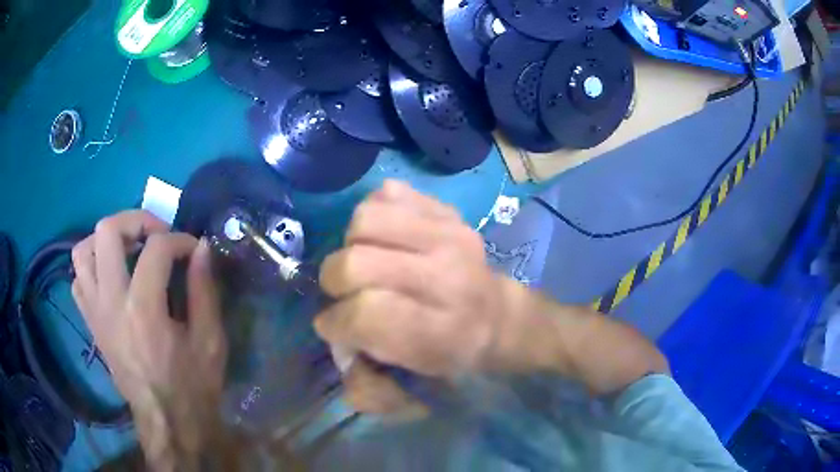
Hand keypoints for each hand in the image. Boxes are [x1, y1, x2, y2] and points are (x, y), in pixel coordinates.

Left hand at [71, 210, 227, 467]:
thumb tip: (201, 248)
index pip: (156, 248)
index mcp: (143, 309)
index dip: (179, 239)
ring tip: (128, 250)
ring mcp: (95, 312)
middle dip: (136, 220)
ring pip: (82, 250)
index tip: (193, 250)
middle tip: (156, 235)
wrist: (166, 421)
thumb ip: (205, 290)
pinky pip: (78, 279)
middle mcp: (110, 302)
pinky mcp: (90, 323)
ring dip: (106, 240)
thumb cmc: (192, 386)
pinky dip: (92, 268)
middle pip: (107, 230)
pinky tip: (111, 278)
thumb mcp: (210, 341)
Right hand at [315, 181, 530, 414]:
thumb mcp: (413, 388)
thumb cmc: (452, 354)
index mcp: (441, 331)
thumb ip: (369, 388)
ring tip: (366, 260)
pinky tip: (386, 238)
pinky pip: (387, 193)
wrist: (500, 316)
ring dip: (351, 244)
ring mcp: (450, 234)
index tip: (337, 326)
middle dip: (336, 283)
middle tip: (347, 294)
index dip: (337, 322)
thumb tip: (342, 350)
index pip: (365, 314)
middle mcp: (448, 277)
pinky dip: (374, 215)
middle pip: (356, 264)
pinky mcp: (447, 211)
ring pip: (365, 220)